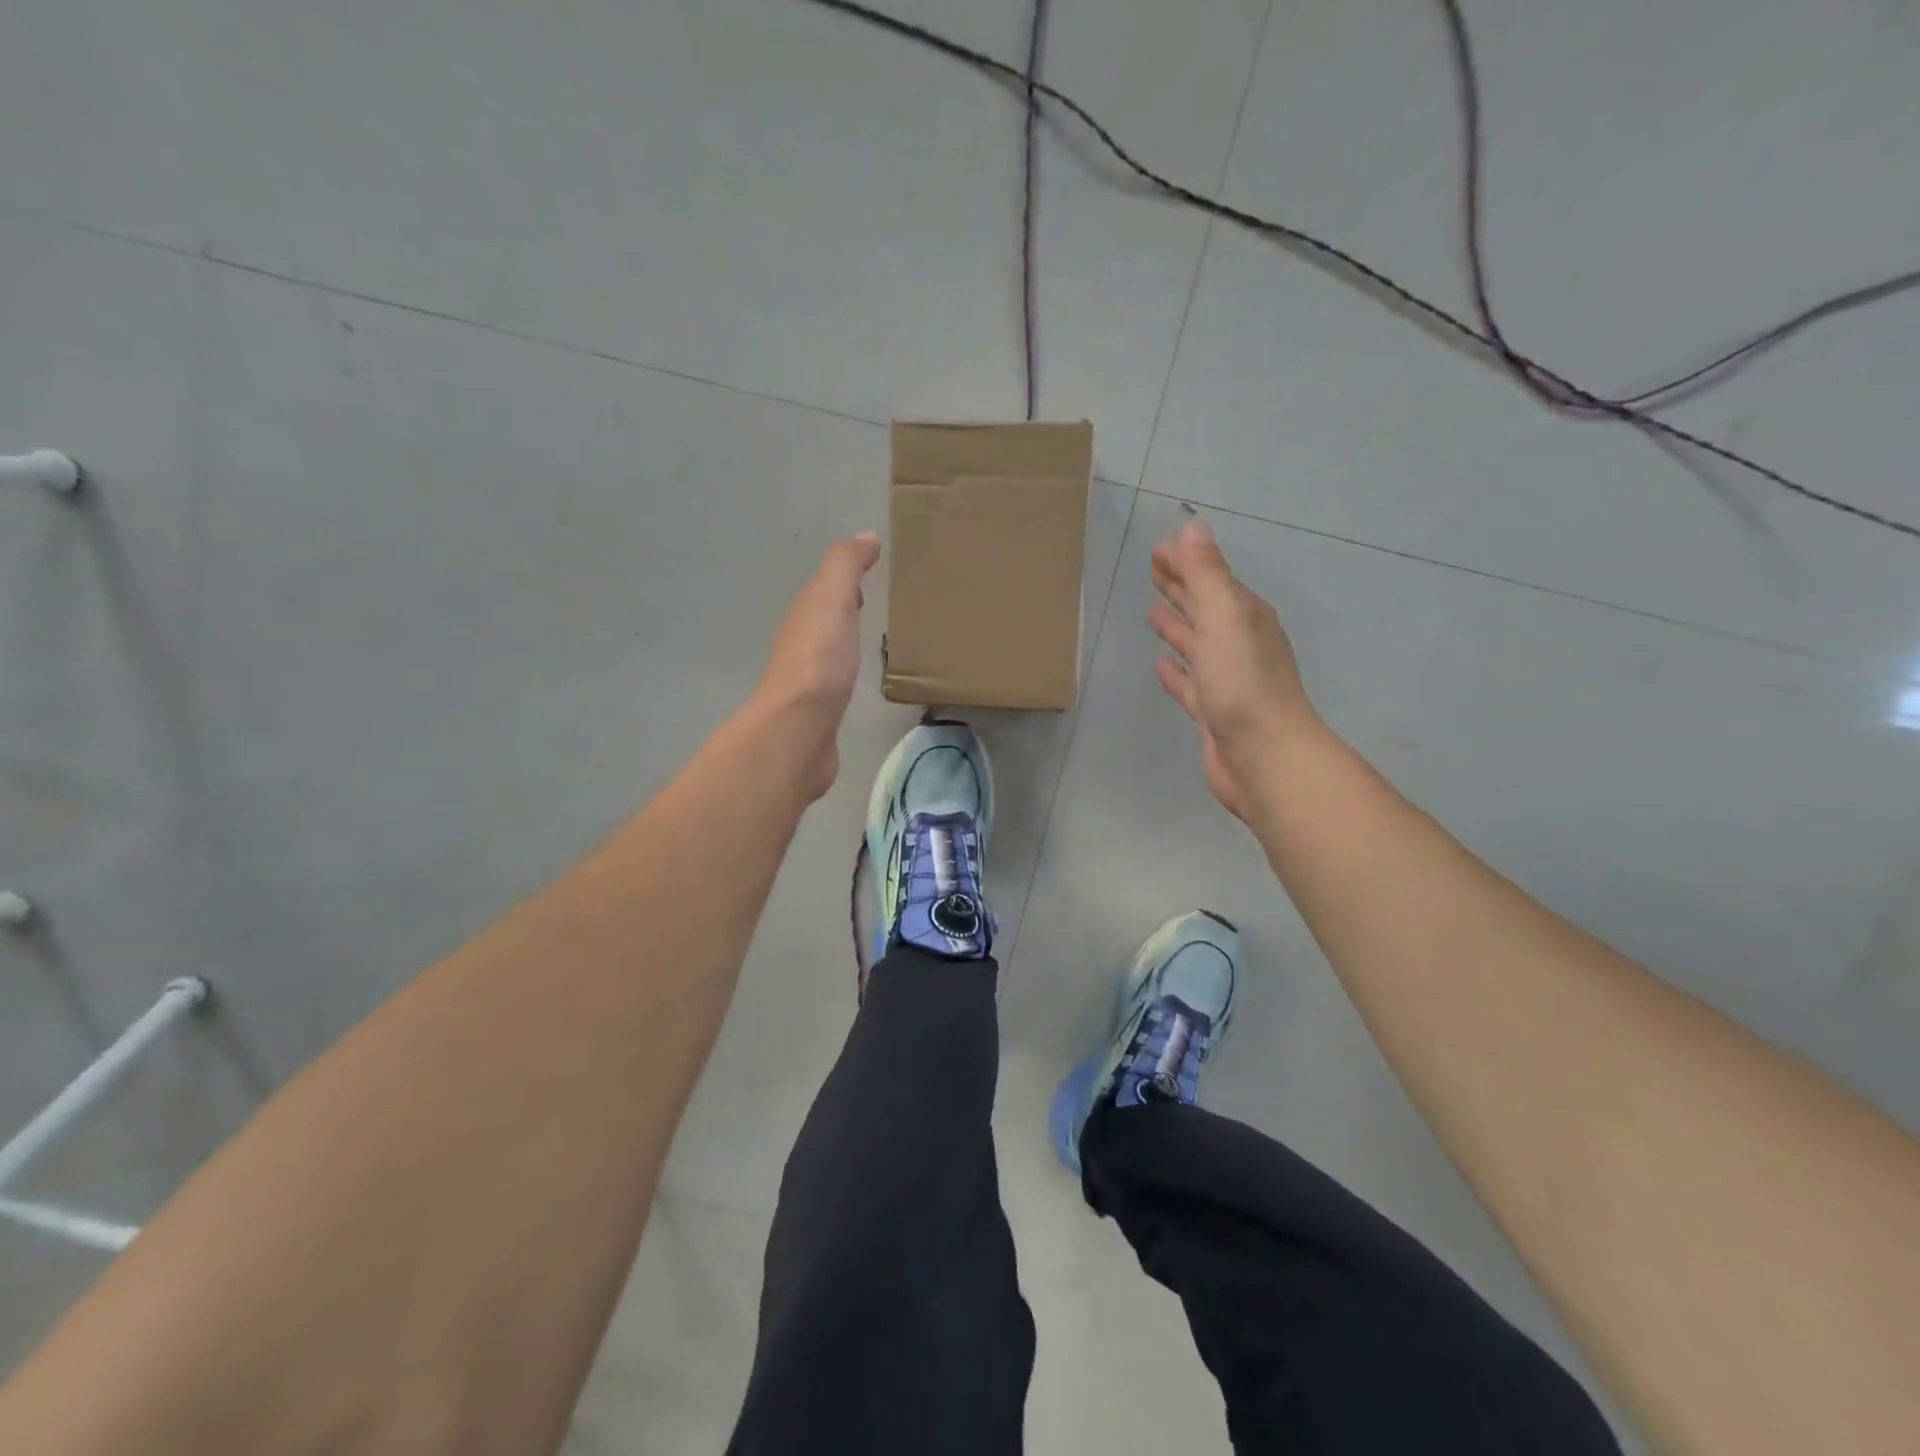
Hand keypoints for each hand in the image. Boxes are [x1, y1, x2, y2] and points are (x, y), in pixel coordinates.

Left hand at [753, 532, 881, 799]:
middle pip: (825, 619)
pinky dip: (847, 673)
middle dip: (846, 609)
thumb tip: (866, 536)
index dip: (846, 579)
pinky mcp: (820, 712)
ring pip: (829, 650)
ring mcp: (809, 681)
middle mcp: (801, 644)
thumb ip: (845, 567)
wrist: (798, 730)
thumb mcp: (831, 600)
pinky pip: (836, 682)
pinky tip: (861, 680)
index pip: (826, 589)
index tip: (874, 572)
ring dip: (845, 641)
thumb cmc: (819, 661)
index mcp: (805, 615)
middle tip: (877, 603)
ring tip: (874, 640)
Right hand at [1150, 518, 1317, 822]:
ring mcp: (1226, 679)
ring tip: (1152, 612)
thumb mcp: (1224, 616)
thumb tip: (1193, 528)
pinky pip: (1189, 682)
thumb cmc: (1242, 682)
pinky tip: (1160, 665)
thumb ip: (1207, 573)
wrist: (1263, 756)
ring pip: (1196, 643)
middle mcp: (1237, 643)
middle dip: (1181, 587)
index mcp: (1243, 616)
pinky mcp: (1212, 711)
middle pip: (1204, 607)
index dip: (1186, 561)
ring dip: (1177, 626)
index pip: (1210, 578)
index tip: (1157, 550)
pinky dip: (1176, 670)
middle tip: (1153, 570)